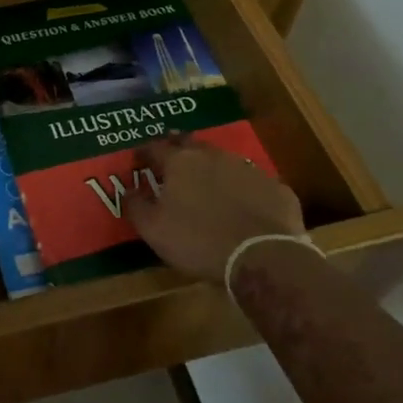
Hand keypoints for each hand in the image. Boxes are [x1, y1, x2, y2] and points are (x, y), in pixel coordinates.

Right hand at [126, 134, 304, 282]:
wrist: (263, 257)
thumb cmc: (198, 241)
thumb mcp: (153, 229)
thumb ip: (135, 205)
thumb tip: (127, 189)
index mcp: (180, 162)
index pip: (154, 147)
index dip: (143, 153)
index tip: (138, 162)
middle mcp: (213, 156)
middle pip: (190, 145)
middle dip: (178, 151)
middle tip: (171, 165)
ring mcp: (248, 169)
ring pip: (223, 161)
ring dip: (212, 169)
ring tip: (207, 186)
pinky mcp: (275, 187)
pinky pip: (252, 183)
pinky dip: (242, 190)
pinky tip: (243, 207)